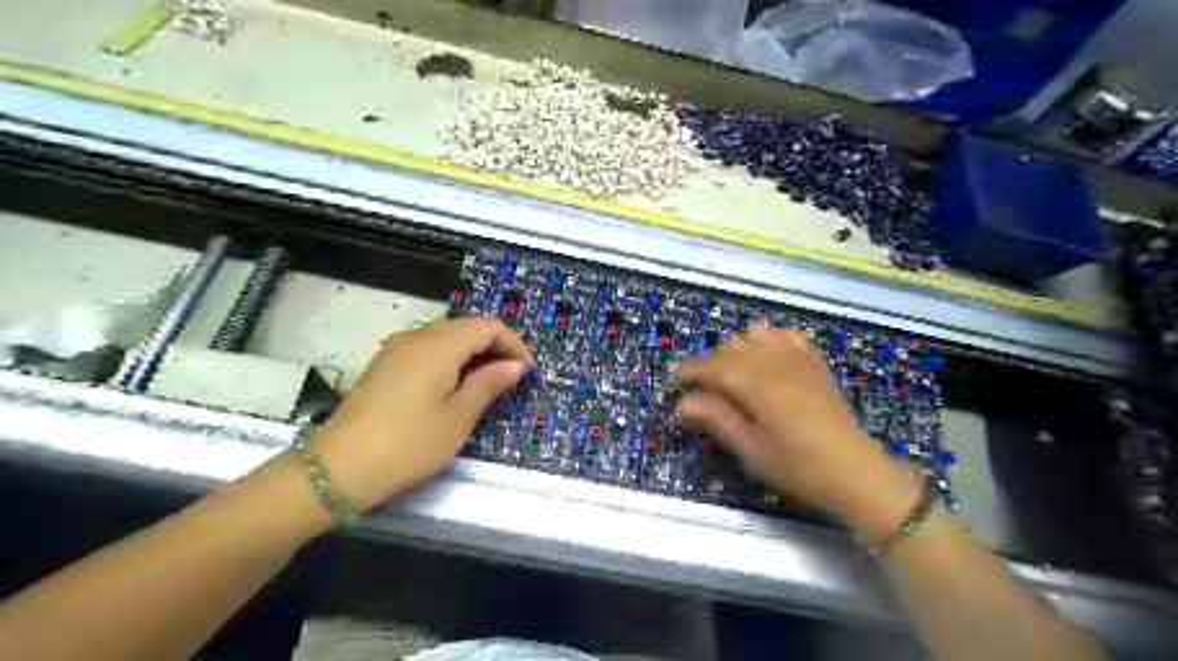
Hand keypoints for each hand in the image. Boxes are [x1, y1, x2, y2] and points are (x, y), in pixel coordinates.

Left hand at [314, 319, 535, 511]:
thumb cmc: (410, 442)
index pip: (488, 326)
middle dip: (494, 347)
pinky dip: (449, 360)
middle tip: (510, 379)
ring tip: (485, 384)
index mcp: (440, 344)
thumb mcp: (459, 416)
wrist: (340, 467)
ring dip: (472, 354)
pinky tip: (452, 387)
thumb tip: (514, 365)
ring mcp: (397, 349)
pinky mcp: (385, 364)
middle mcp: (417, 336)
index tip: (526, 372)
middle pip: (467, 327)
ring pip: (446, 337)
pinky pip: (427, 349)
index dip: (513, 344)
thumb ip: (489, 383)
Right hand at [673, 322, 907, 520]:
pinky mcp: (814, 363)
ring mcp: (797, 359)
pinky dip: (768, 341)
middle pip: (732, 349)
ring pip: (755, 337)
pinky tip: (766, 357)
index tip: (678, 379)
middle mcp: (774, 363)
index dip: (692, 371)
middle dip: (711, 363)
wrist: (854, 471)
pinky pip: (785, 337)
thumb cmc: (798, 467)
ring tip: (732, 374)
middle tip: (702, 388)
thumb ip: (718, 421)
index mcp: (756, 385)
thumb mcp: (752, 450)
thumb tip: (684, 403)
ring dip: (737, 350)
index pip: (714, 367)